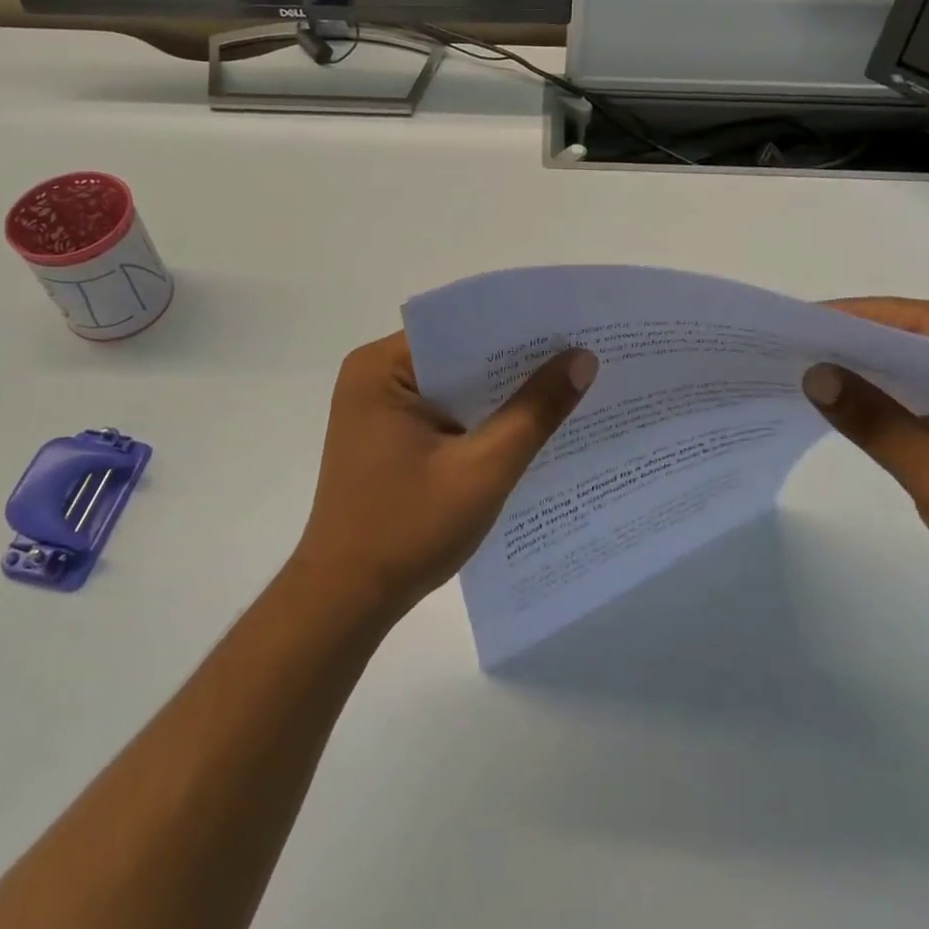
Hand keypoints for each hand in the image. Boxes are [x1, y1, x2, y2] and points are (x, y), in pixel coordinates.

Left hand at [293, 334, 597, 626]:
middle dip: (515, 363)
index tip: (574, 328)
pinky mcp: (387, 436)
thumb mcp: (482, 470)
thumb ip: (534, 412)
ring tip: (568, 387)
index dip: (518, 329)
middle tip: (584, 357)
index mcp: (382, 367)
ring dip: (499, 394)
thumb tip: (583, 358)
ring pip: (454, 385)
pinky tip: (525, 428)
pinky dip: (479, 420)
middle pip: (458, 355)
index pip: (460, 328)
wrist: (345, 601)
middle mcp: (374, 375)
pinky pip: (443, 412)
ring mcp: (378, 408)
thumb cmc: (407, 530)